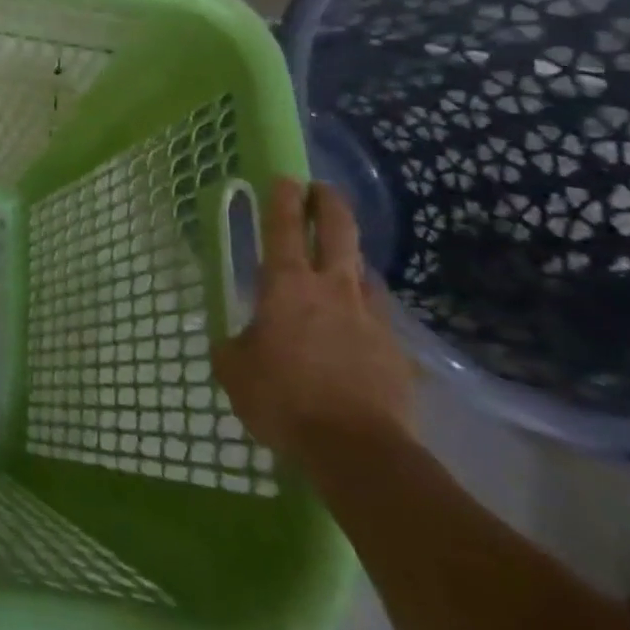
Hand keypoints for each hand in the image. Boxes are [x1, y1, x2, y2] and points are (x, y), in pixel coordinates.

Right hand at [212, 179, 414, 468]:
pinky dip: (367, 313)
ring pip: (365, 273)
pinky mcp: (396, 352)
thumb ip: (233, 345)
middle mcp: (332, 289)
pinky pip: (380, 319)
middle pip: (338, 232)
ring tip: (343, 263)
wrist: (358, 451)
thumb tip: (236, 339)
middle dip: (330, 205)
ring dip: (352, 260)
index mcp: (286, 285)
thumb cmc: (283, 398)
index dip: (283, 199)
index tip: (285, 178)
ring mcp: (370, 319)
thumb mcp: (234, 369)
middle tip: (323, 190)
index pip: (284, 228)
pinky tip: (360, 328)